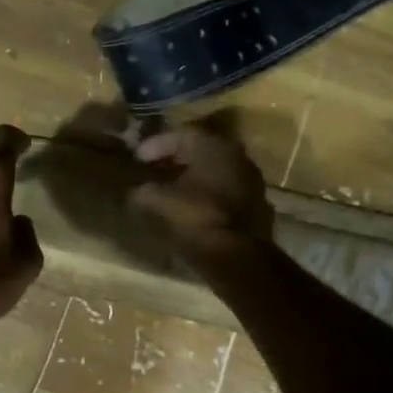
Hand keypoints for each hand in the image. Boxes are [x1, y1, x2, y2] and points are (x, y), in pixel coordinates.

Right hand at [128, 121, 274, 262]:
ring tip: (171, 188)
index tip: (137, 159)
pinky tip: (193, 206)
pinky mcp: (257, 204)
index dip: (155, 145)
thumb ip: (143, 191)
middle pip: (201, 149)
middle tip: (154, 168)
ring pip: (216, 170)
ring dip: (193, 176)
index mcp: (214, 146)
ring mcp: (251, 180)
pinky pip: (226, 190)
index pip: (181, 134)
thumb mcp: (159, 202)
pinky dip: (208, 193)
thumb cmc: (197, 219)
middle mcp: (237, 156)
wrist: (239, 257)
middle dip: (175, 158)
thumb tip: (135, 191)